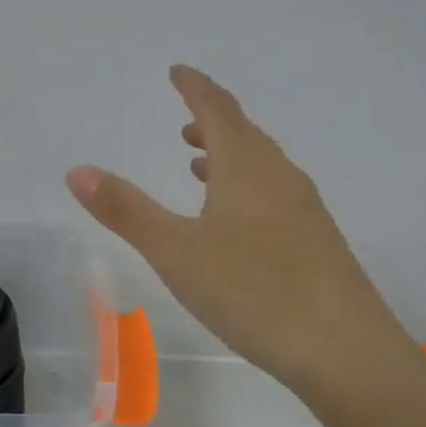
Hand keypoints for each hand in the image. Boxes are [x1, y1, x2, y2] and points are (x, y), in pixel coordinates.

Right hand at [66, 66, 409, 397]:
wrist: (348, 355)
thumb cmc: (255, 293)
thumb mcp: (176, 252)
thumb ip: (126, 210)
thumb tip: (77, 170)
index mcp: (247, 169)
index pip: (218, 110)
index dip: (195, 87)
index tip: (177, 71)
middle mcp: (281, 179)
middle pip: (244, 135)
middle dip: (211, 121)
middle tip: (184, 118)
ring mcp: (305, 212)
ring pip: (261, 167)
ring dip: (228, 156)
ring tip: (198, 164)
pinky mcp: (317, 244)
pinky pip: (274, 195)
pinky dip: (245, 188)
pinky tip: (234, 222)